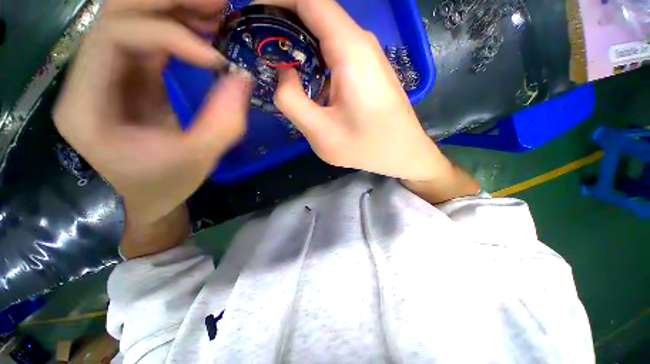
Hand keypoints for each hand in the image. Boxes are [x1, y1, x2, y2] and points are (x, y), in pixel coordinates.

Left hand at [54, 0, 252, 224]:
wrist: (148, 194)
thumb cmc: (165, 184)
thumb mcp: (198, 159)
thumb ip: (224, 122)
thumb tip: (243, 77)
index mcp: (86, 105)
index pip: (113, 37)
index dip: (167, 35)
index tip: (215, 59)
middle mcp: (87, 78)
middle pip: (117, 14)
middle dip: (169, 3)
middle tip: (218, 6)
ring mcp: (107, 73)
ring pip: (133, 18)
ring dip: (176, 10)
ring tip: (218, 13)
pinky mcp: (129, 75)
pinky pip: (150, 38)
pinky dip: (180, 30)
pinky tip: (208, 32)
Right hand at [273, 0, 446, 180]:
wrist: (403, 153)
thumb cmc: (366, 147)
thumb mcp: (321, 133)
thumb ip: (292, 101)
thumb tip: (284, 74)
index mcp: (350, 50)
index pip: (309, 1)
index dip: (276, 0)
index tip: (252, 12)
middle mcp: (361, 44)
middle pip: (316, 14)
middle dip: (283, 22)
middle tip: (258, 43)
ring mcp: (367, 57)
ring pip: (326, 35)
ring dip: (299, 43)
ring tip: (277, 61)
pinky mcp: (368, 71)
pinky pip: (336, 54)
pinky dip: (315, 59)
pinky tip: (306, 80)